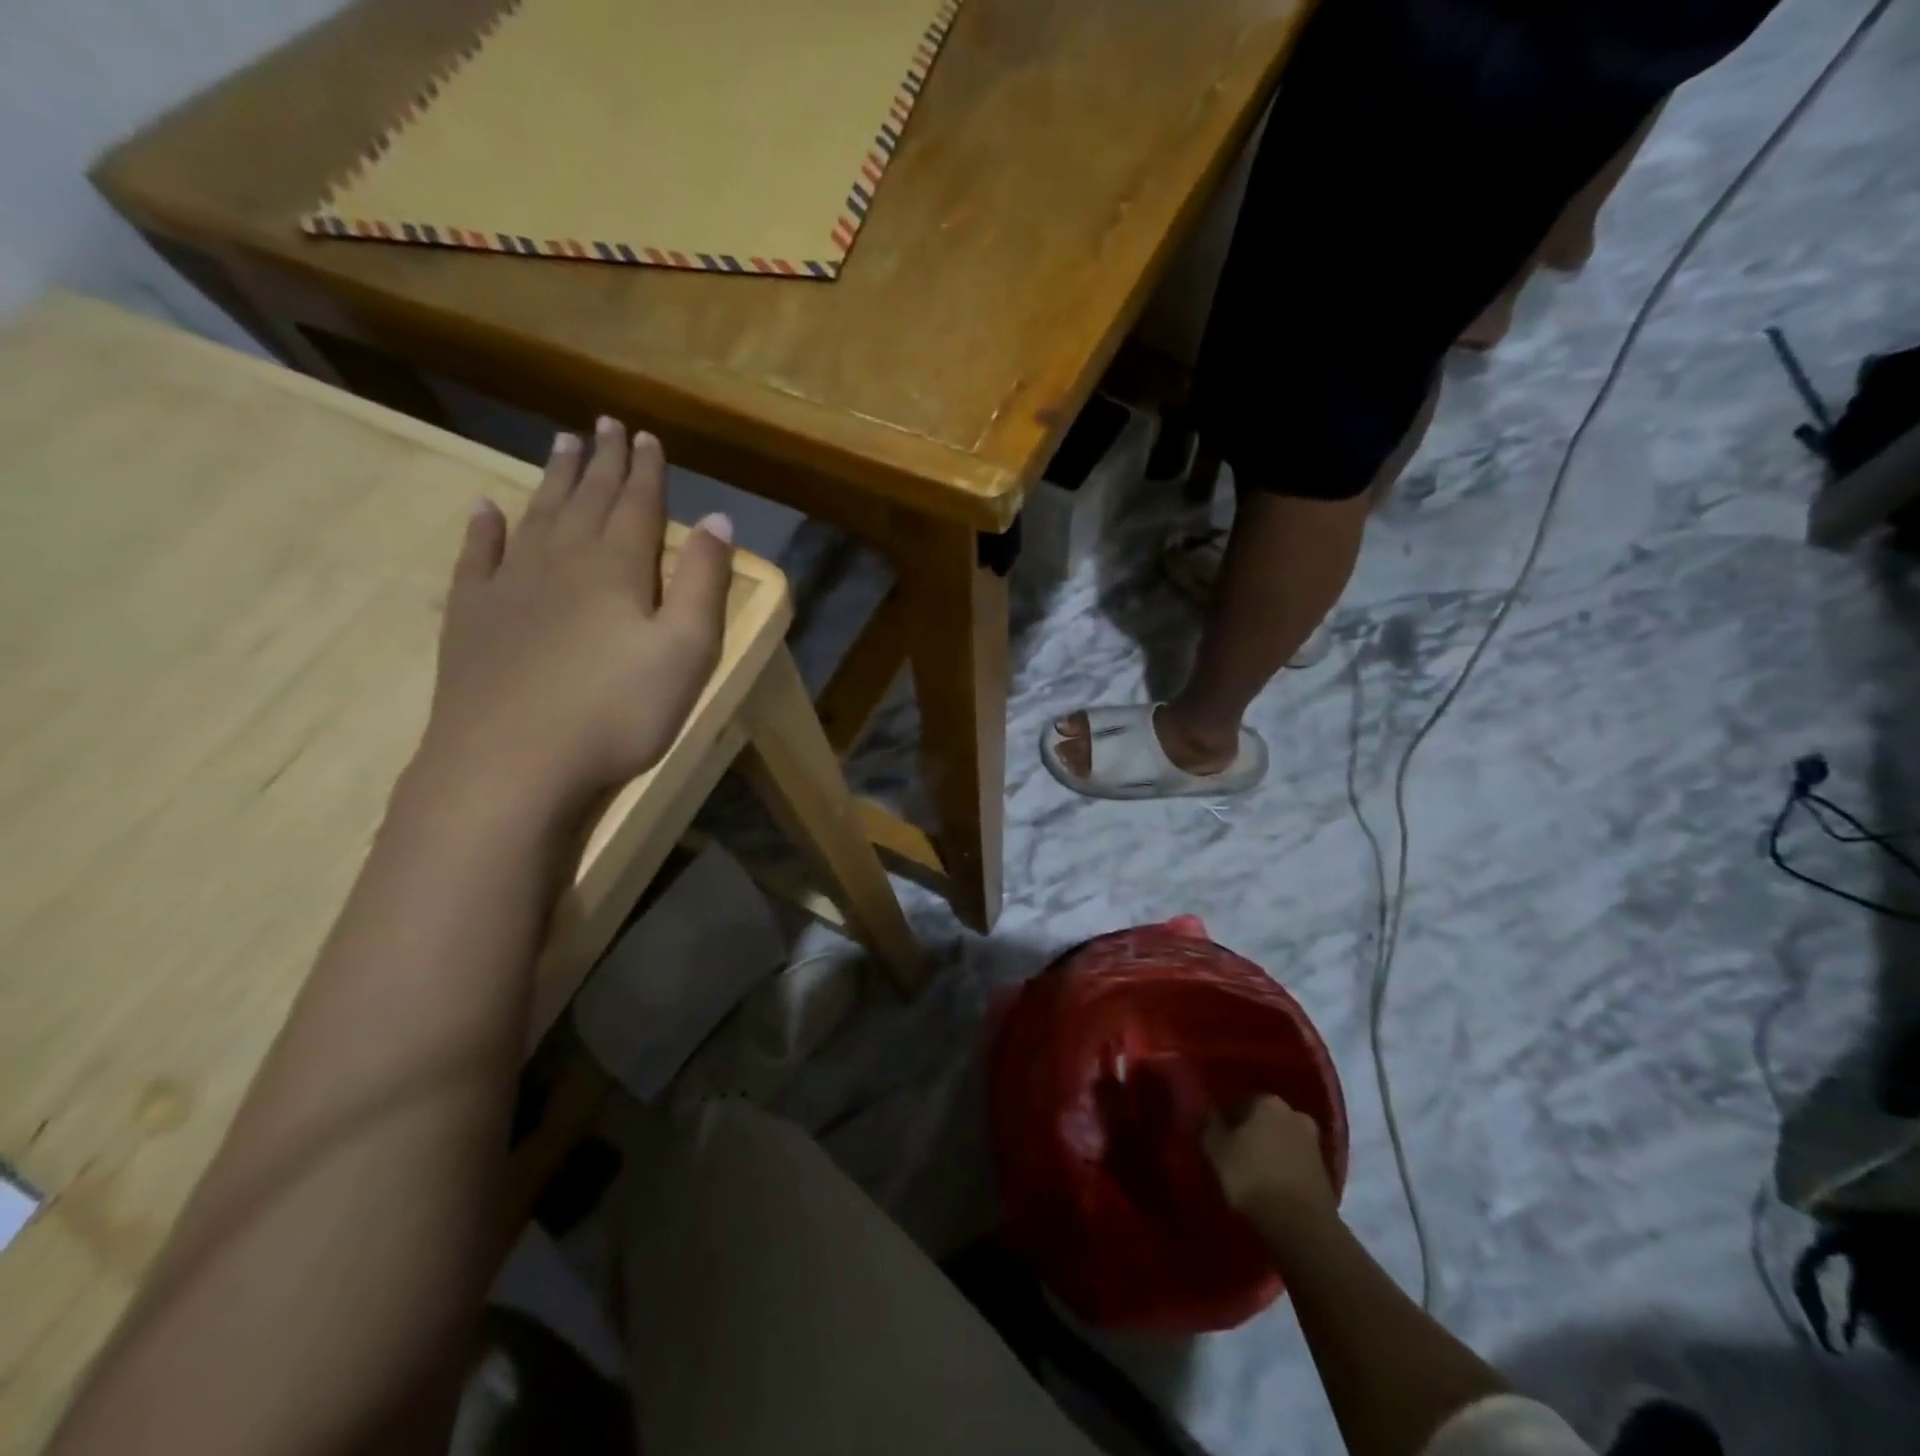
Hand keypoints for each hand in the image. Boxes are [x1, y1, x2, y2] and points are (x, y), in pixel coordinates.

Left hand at [416, 418, 733, 821]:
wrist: (511, 763)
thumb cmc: (617, 712)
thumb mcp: (686, 652)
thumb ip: (703, 583)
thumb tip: (718, 520)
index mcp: (618, 568)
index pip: (637, 505)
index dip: (646, 470)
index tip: (647, 436)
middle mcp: (561, 561)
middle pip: (585, 499)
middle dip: (600, 461)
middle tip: (603, 424)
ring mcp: (509, 586)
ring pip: (536, 516)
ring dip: (552, 479)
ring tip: (560, 444)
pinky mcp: (472, 617)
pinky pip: (477, 557)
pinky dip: (483, 528)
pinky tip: (485, 510)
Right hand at [1203, 1095, 1336, 1227]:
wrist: (1302, 1226)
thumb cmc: (1252, 1178)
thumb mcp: (1216, 1150)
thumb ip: (1210, 1126)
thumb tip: (1210, 1113)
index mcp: (1267, 1101)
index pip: (1238, 1101)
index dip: (1224, 1119)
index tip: (1215, 1137)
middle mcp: (1293, 1113)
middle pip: (1263, 1119)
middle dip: (1250, 1133)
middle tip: (1234, 1153)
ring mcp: (1313, 1143)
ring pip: (1281, 1140)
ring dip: (1268, 1151)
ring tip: (1252, 1173)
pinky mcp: (1325, 1172)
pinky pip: (1294, 1163)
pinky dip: (1283, 1169)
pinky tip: (1271, 1186)